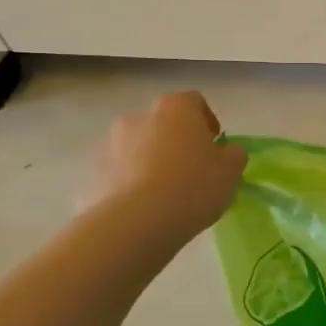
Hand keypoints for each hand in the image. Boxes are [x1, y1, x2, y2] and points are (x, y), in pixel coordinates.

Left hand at [89, 92, 246, 238]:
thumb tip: (226, 152)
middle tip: (191, 169)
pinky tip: (143, 207)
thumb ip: (233, 154)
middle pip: (162, 123)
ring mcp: (110, 145)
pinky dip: (130, 183)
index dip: (207, 121)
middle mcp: (138, 117)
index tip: (214, 144)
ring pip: (137, 147)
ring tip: (164, 192)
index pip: (194, 101)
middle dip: (175, 141)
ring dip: (150, 160)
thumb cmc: (193, 186)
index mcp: (175, 108)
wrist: (137, 223)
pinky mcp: (92, 174)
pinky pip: (119, 173)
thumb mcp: (231, 171)